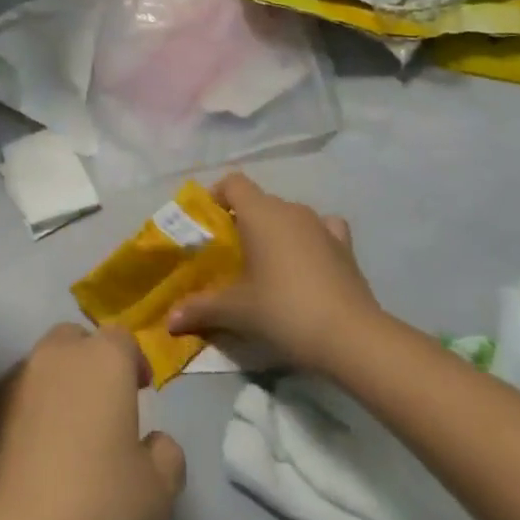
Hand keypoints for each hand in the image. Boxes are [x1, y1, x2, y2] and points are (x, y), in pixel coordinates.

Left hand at [0, 324, 186, 519]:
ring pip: (38, 370)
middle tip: (100, 410)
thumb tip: (156, 443)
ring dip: (53, 390)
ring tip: (60, 441)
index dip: (134, 362)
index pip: (122, 339)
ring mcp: (9, 379)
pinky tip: (25, 463)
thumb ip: (166, 456)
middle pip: (75, 341)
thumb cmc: (92, 506)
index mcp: (101, 360)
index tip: (140, 393)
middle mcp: (53, 355)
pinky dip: (21, 418)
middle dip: (89, 364)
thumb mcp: (156, 493)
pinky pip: (9, 403)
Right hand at [167, 172, 383, 372]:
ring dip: (276, 231)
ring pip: (288, 215)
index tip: (208, 225)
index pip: (232, 183)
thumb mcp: (236, 311)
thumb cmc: (284, 309)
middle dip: (243, 222)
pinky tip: (308, 261)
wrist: (351, 336)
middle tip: (231, 257)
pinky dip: (311, 239)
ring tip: (267, 265)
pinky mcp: (345, 246)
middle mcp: (290, 208)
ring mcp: (321, 225)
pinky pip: (322, 229)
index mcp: (260, 212)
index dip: (216, 197)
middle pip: (259, 201)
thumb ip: (201, 308)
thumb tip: (169, 318)